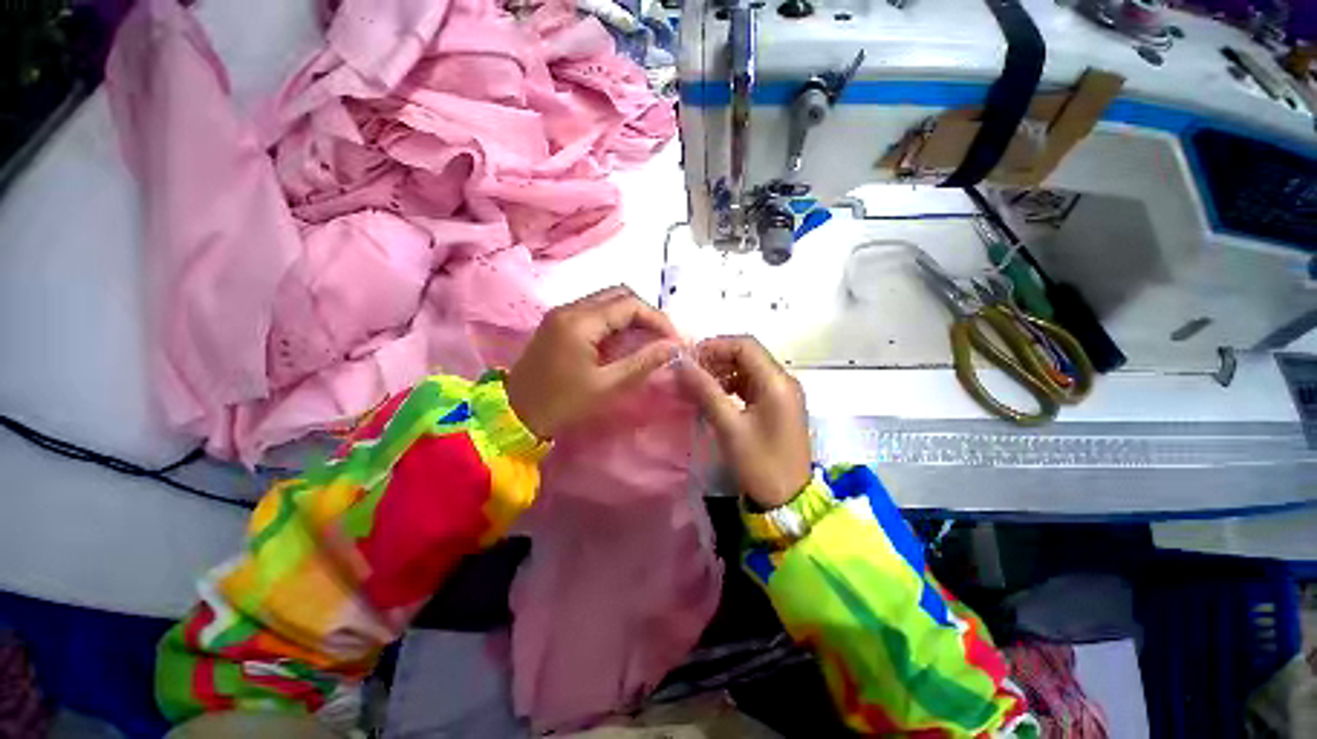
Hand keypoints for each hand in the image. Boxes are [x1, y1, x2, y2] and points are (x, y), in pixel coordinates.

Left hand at [506, 286, 679, 438]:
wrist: (515, 414)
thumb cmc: (562, 403)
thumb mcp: (607, 386)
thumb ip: (643, 363)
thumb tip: (673, 346)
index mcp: (580, 321)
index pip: (630, 304)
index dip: (658, 319)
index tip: (674, 340)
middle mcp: (570, 308)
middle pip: (619, 295)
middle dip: (646, 314)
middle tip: (663, 339)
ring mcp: (562, 313)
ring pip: (608, 301)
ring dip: (632, 317)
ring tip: (649, 341)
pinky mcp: (559, 322)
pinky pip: (595, 312)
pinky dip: (616, 322)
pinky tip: (625, 342)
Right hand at [676, 336, 811, 508]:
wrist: (788, 502)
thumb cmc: (760, 464)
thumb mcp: (729, 426)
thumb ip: (705, 390)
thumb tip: (681, 363)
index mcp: (777, 382)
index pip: (745, 345)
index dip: (715, 346)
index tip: (689, 359)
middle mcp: (784, 381)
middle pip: (748, 355)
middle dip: (717, 358)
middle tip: (690, 372)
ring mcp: (783, 394)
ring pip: (748, 369)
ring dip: (723, 372)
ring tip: (697, 384)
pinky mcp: (778, 407)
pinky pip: (752, 385)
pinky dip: (732, 385)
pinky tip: (714, 396)